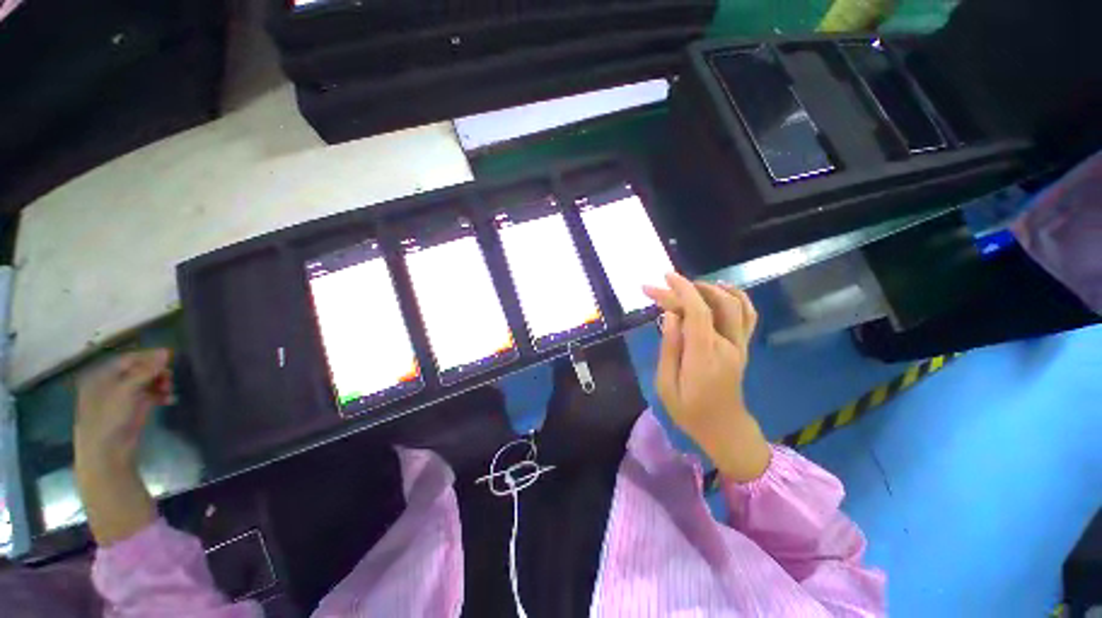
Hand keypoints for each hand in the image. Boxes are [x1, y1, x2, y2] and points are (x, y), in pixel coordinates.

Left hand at [75, 349, 172, 471]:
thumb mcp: (128, 389)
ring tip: (169, 390)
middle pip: (139, 370)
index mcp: (103, 375)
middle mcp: (111, 383)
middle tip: (170, 377)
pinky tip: (169, 399)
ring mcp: (122, 397)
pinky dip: (160, 395)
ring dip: (160, 384)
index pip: (129, 359)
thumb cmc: (110, 416)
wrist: (108, 450)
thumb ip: (147, 370)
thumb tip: (167, 352)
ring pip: (146, 383)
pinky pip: (149, 396)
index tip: (170, 357)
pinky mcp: (133, 409)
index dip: (149, 357)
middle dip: (156, 372)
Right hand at [643, 273, 770, 482]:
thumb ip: (669, 347)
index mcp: (704, 356)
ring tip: (688, 286)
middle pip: (714, 304)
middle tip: (662, 285)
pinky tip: (721, 289)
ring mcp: (739, 345)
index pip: (698, 313)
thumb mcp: (666, 384)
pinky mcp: (743, 346)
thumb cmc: (688, 410)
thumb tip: (670, 315)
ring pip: (736, 304)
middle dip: (687, 288)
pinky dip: (736, 296)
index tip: (664, 279)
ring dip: (711, 288)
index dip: (682, 291)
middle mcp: (727, 345)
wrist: (724, 429)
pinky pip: (748, 315)